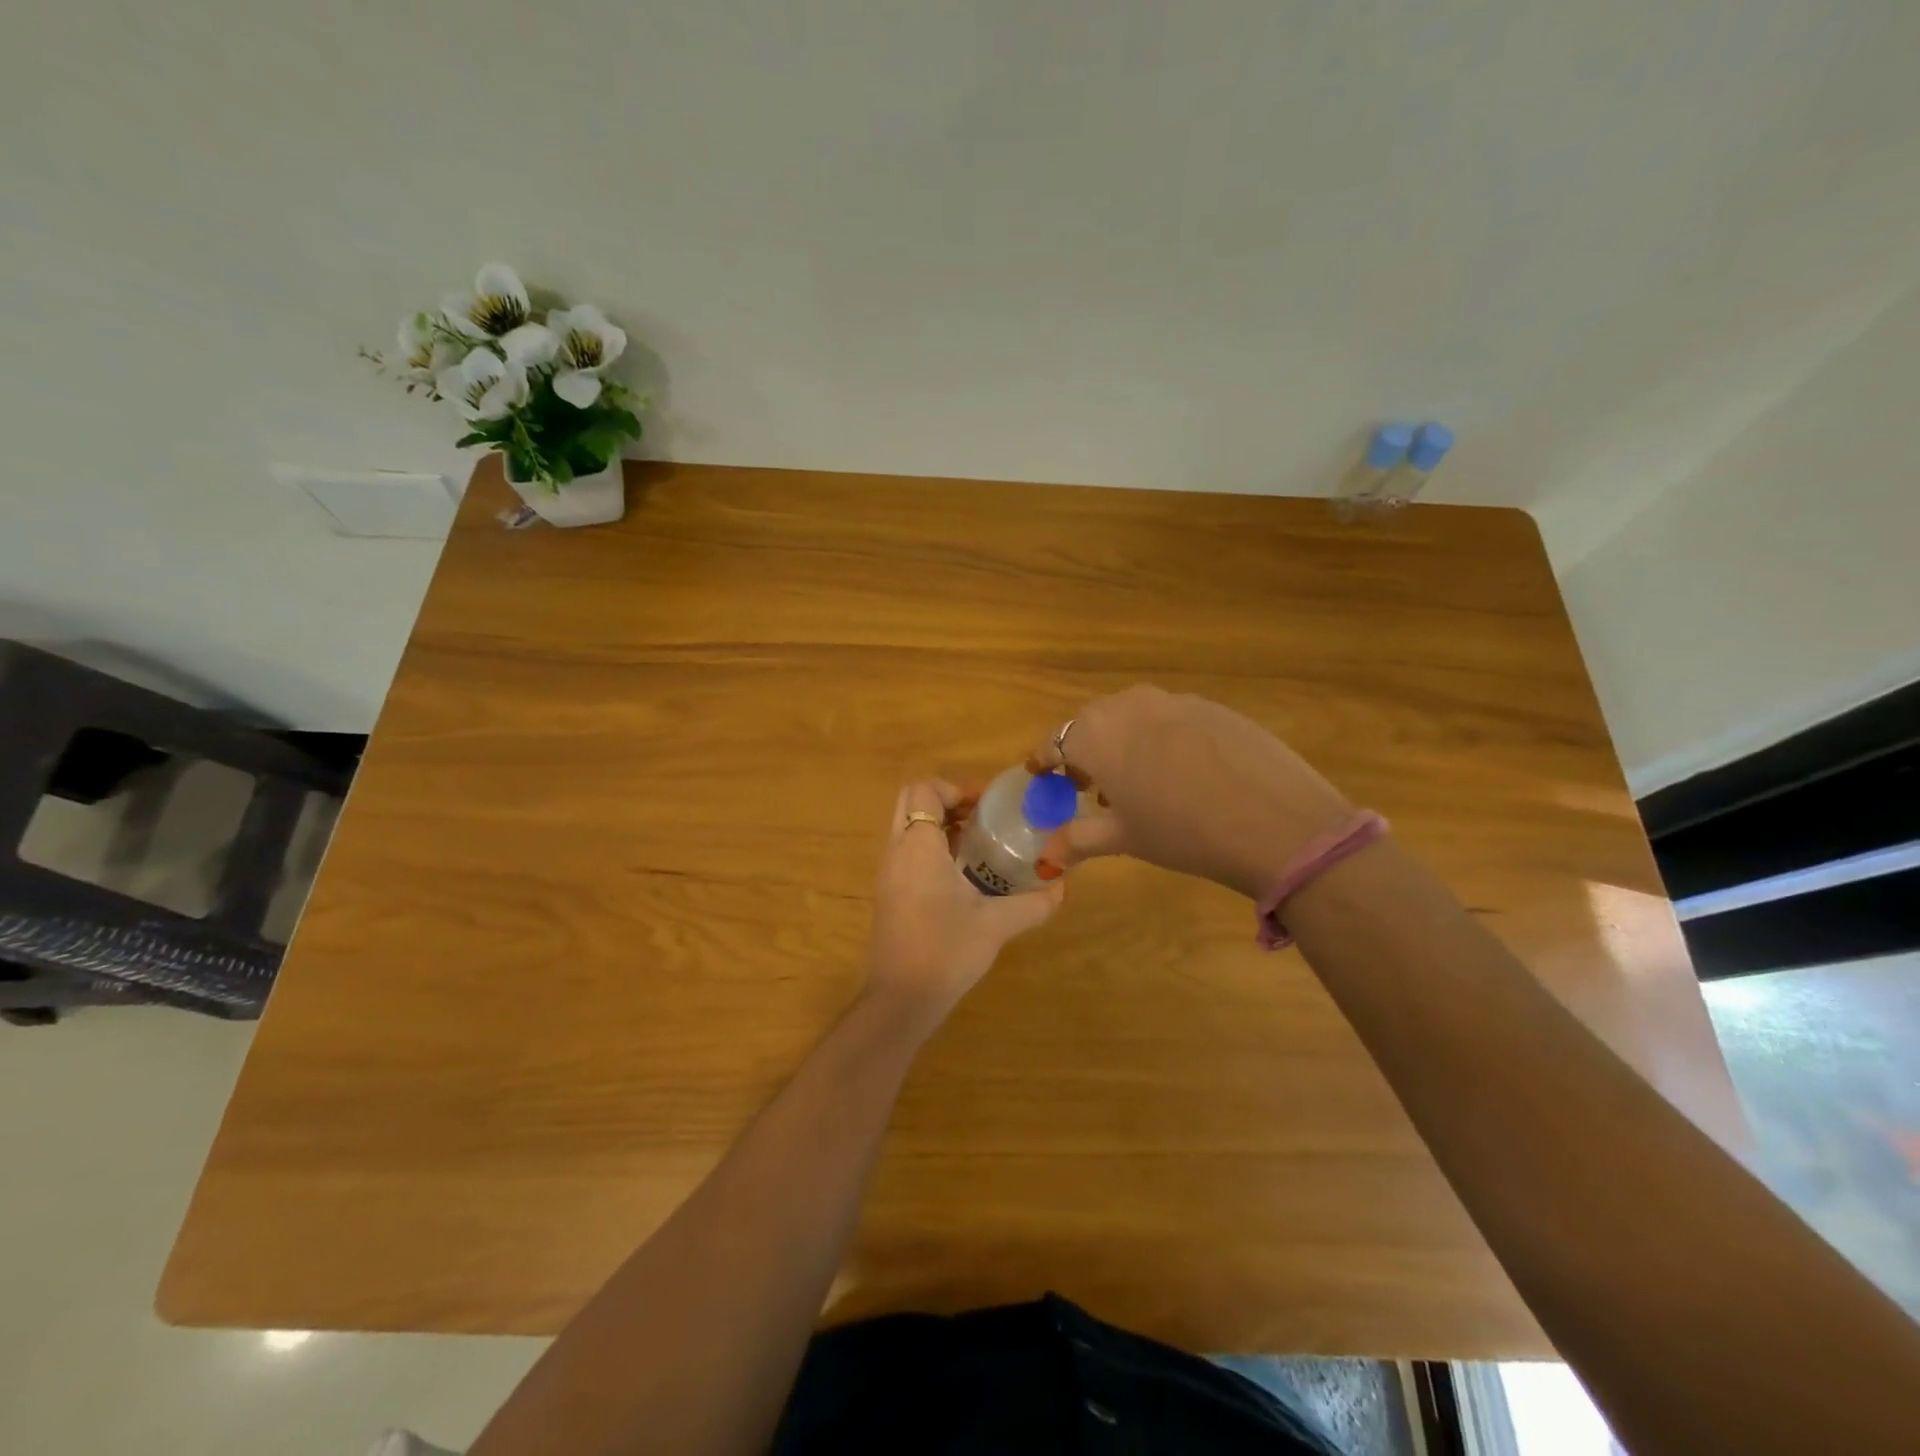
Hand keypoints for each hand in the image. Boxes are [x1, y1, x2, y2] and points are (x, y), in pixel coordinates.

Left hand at [863, 779, 1064, 1032]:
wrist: (900, 1000)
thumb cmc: (945, 951)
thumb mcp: (997, 925)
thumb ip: (1034, 903)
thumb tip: (1063, 886)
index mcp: (918, 847)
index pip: (924, 790)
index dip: (956, 788)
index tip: (987, 804)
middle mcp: (896, 852)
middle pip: (911, 802)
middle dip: (946, 800)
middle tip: (982, 815)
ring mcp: (888, 874)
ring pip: (907, 827)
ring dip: (939, 824)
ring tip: (979, 841)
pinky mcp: (889, 894)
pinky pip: (906, 852)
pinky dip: (931, 847)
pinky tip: (963, 873)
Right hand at [1027, 685, 1352, 898]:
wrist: (1274, 819)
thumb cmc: (1181, 831)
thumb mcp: (1125, 838)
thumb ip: (1079, 839)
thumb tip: (1046, 857)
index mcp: (1096, 734)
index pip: (1055, 742)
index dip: (1045, 761)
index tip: (1041, 776)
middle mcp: (1128, 705)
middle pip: (1092, 723)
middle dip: (1084, 751)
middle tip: (1088, 785)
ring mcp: (1173, 700)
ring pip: (1132, 716)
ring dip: (1123, 742)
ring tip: (1137, 781)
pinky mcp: (1212, 706)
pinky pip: (1170, 718)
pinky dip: (1160, 738)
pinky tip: (1182, 772)